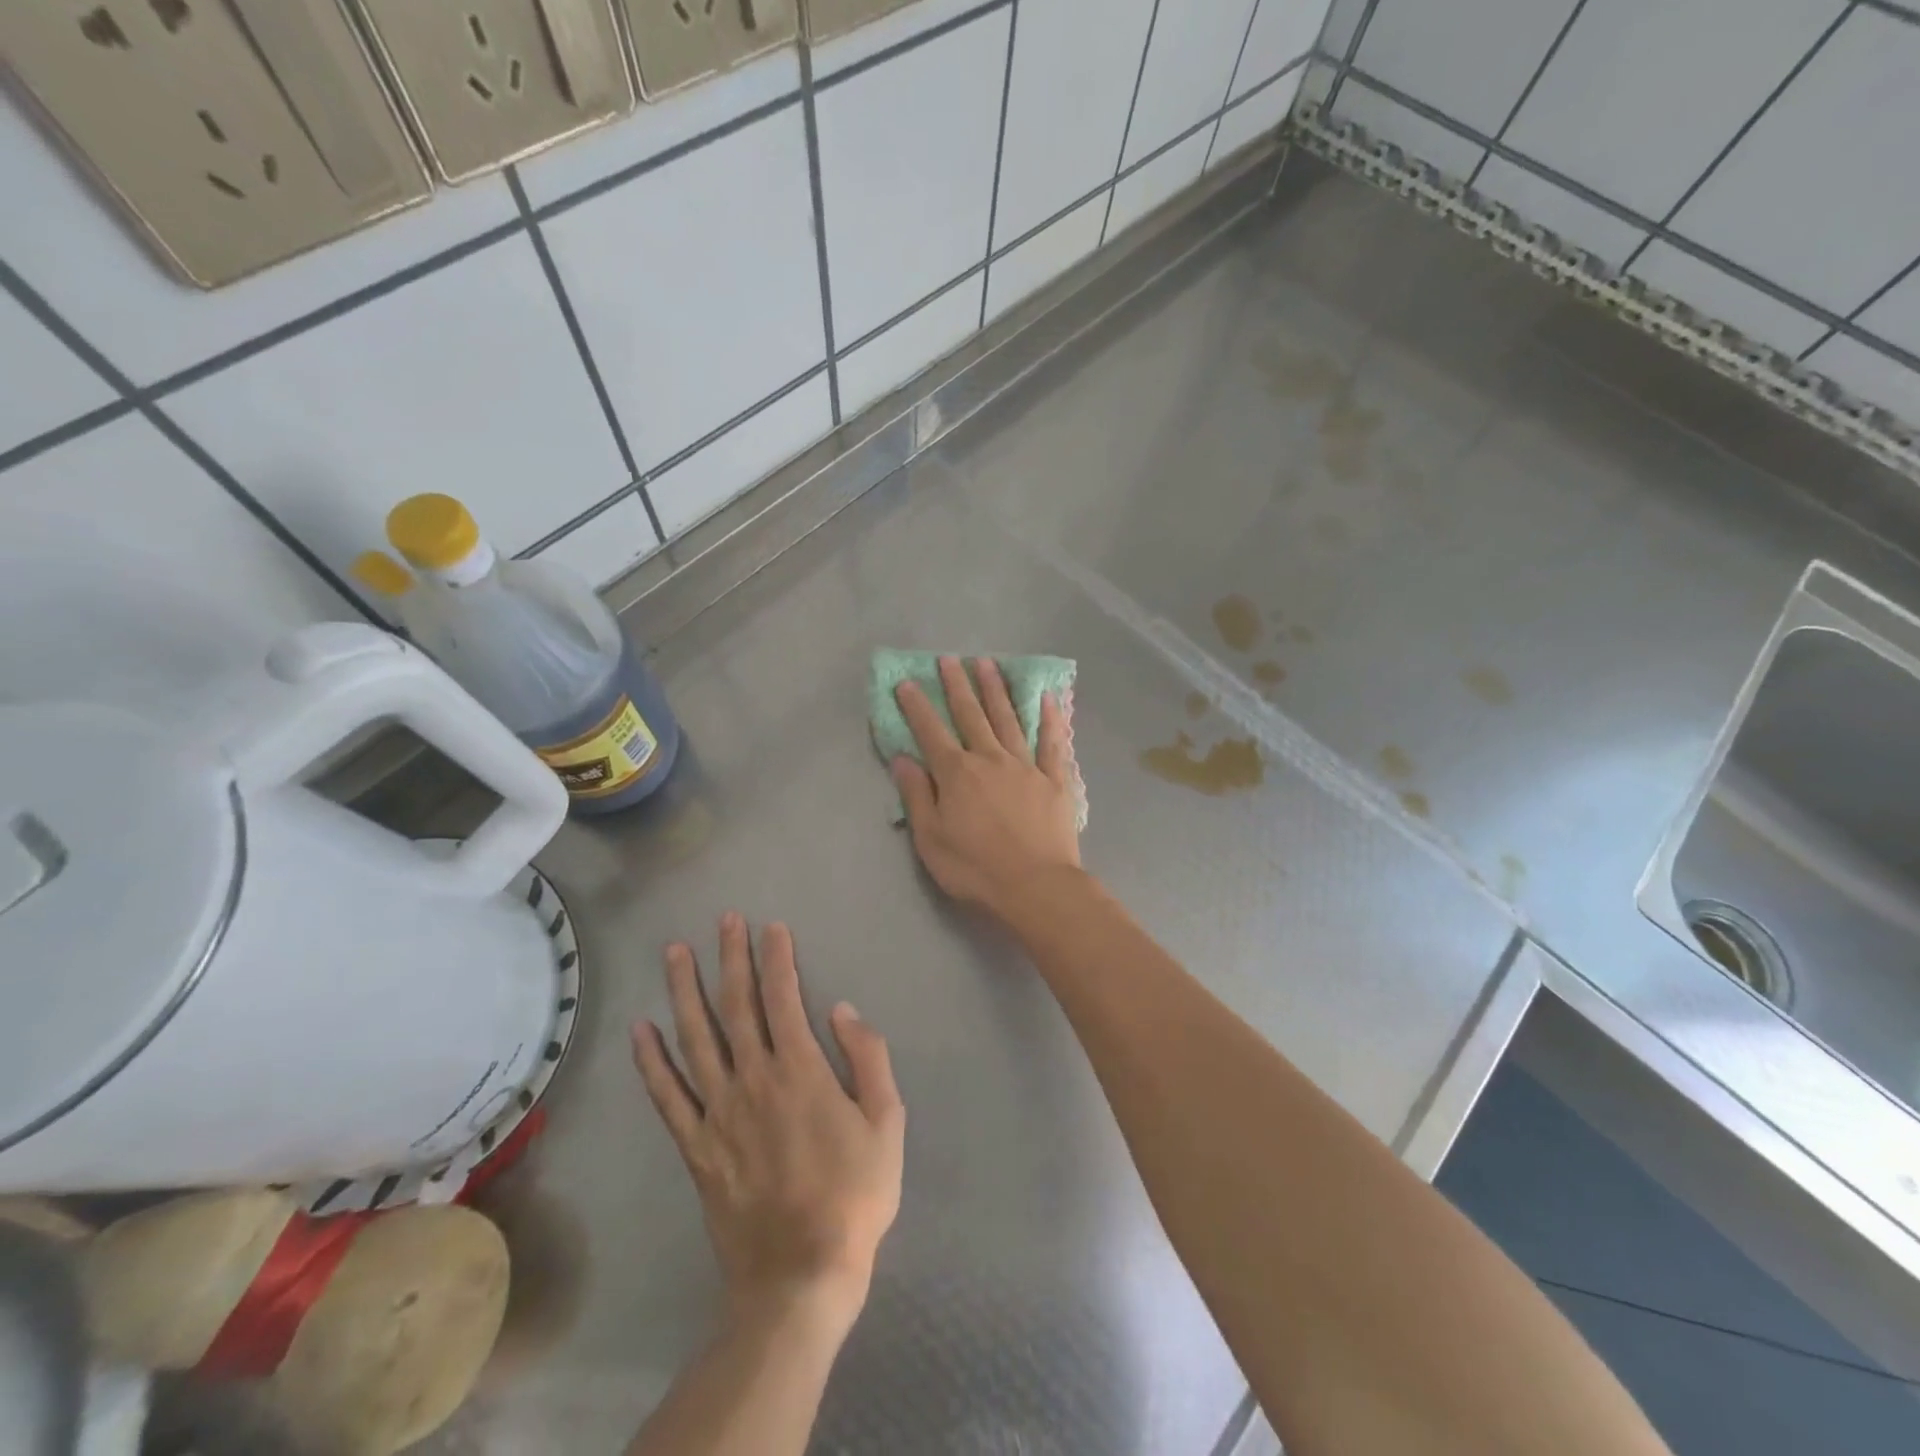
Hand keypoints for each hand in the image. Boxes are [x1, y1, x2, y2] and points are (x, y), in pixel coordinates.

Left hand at [632, 914, 904, 1335]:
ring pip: (695, 1039)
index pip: (783, 998)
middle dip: (731, 958)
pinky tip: (640, 1030)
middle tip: (724, 920)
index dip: (777, 958)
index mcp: (801, 1071)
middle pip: (737, 1006)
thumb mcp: (887, 1122)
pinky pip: (668, 1097)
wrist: (801, 1275)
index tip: (771, 926)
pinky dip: (652, 1062)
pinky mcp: (696, 1146)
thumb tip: (841, 1009)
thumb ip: (867, 1058)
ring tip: (674, 953)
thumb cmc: (854, 1194)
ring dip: (684, 991)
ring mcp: (718, 1112)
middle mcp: (754, 1080)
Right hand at [891, 656, 1081, 922]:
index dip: (917, 706)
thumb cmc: (976, 869)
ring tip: (987, 664)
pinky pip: (1052, 742)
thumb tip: (903, 759)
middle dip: (957, 685)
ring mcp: (1026, 766)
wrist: (1036, 887)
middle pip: (971, 715)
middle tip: (949, 659)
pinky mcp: (1055, 780)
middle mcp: (990, 759)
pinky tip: (1047, 697)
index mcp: (957, 774)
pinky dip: (1050, 718)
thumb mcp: (931, 839)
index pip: (931, 732)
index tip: (906, 682)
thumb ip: (917, 796)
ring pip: (1008, 719)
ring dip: (996, 690)